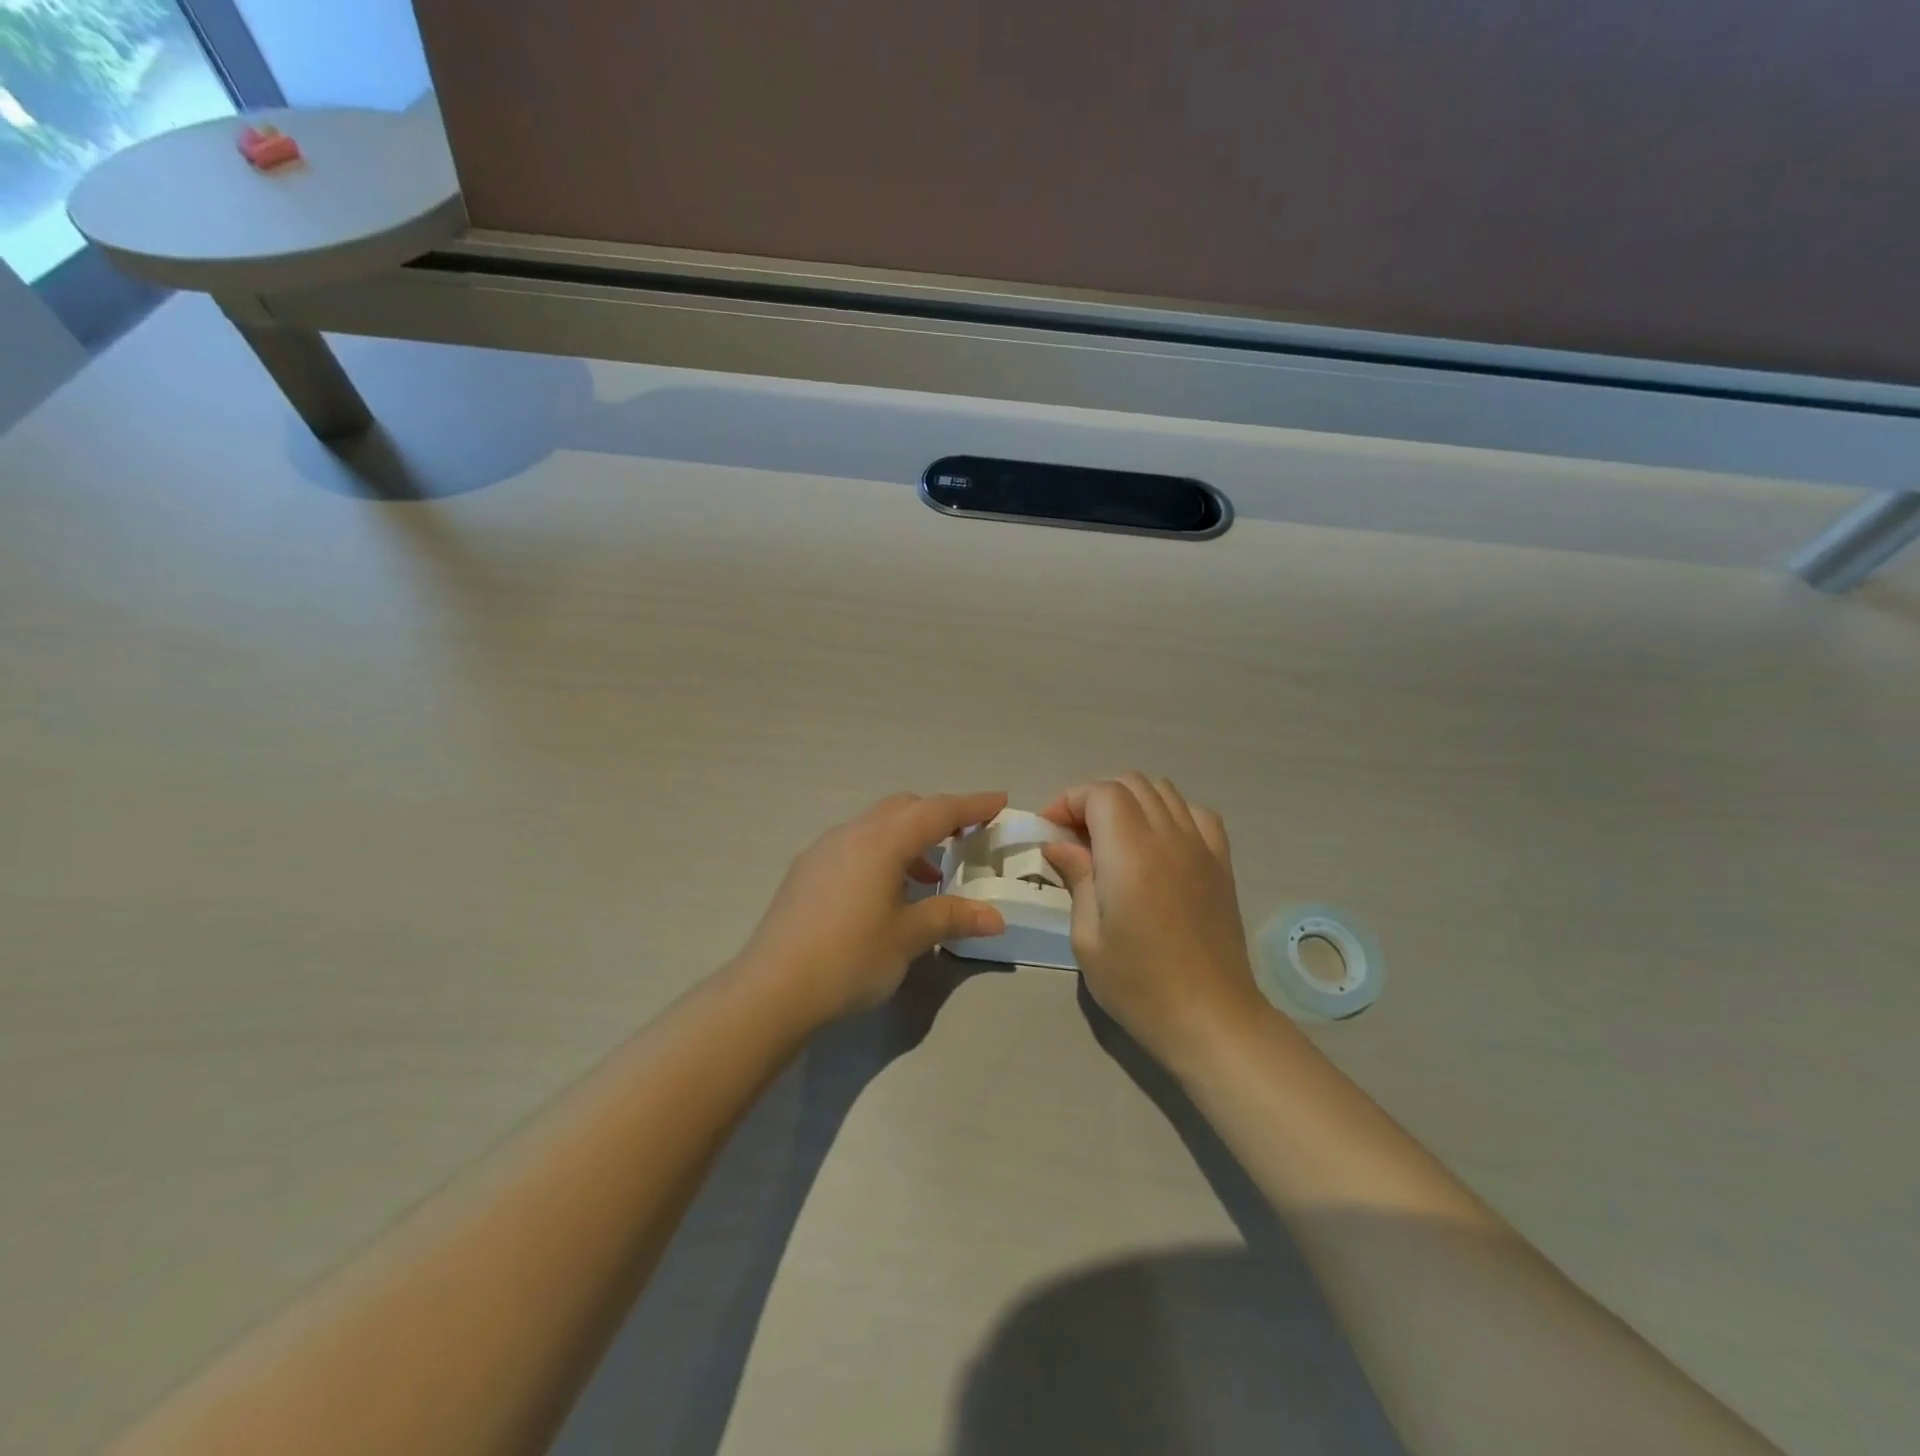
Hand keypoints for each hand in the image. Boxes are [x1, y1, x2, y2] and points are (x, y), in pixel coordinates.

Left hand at [740, 791, 1009, 1022]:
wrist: (773, 988)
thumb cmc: (850, 958)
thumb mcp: (909, 938)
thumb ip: (952, 917)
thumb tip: (995, 917)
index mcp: (882, 841)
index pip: (937, 811)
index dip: (972, 805)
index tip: (1000, 801)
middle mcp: (852, 833)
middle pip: (904, 808)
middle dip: (939, 815)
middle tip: (967, 836)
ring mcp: (824, 850)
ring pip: (877, 825)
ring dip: (909, 837)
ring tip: (929, 875)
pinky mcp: (806, 870)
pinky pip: (855, 844)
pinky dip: (882, 853)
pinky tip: (886, 891)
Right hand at [1040, 774, 1266, 1066]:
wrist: (1210, 1018)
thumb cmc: (1138, 985)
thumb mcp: (1087, 938)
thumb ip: (1076, 878)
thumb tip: (1059, 845)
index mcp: (1130, 854)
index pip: (1100, 793)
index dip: (1070, 800)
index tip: (1051, 830)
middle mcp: (1168, 837)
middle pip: (1130, 783)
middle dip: (1095, 797)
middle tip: (1075, 835)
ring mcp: (1201, 847)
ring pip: (1163, 791)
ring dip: (1130, 800)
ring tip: (1112, 836)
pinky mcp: (1221, 863)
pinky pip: (1196, 813)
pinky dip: (1171, 812)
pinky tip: (1158, 842)